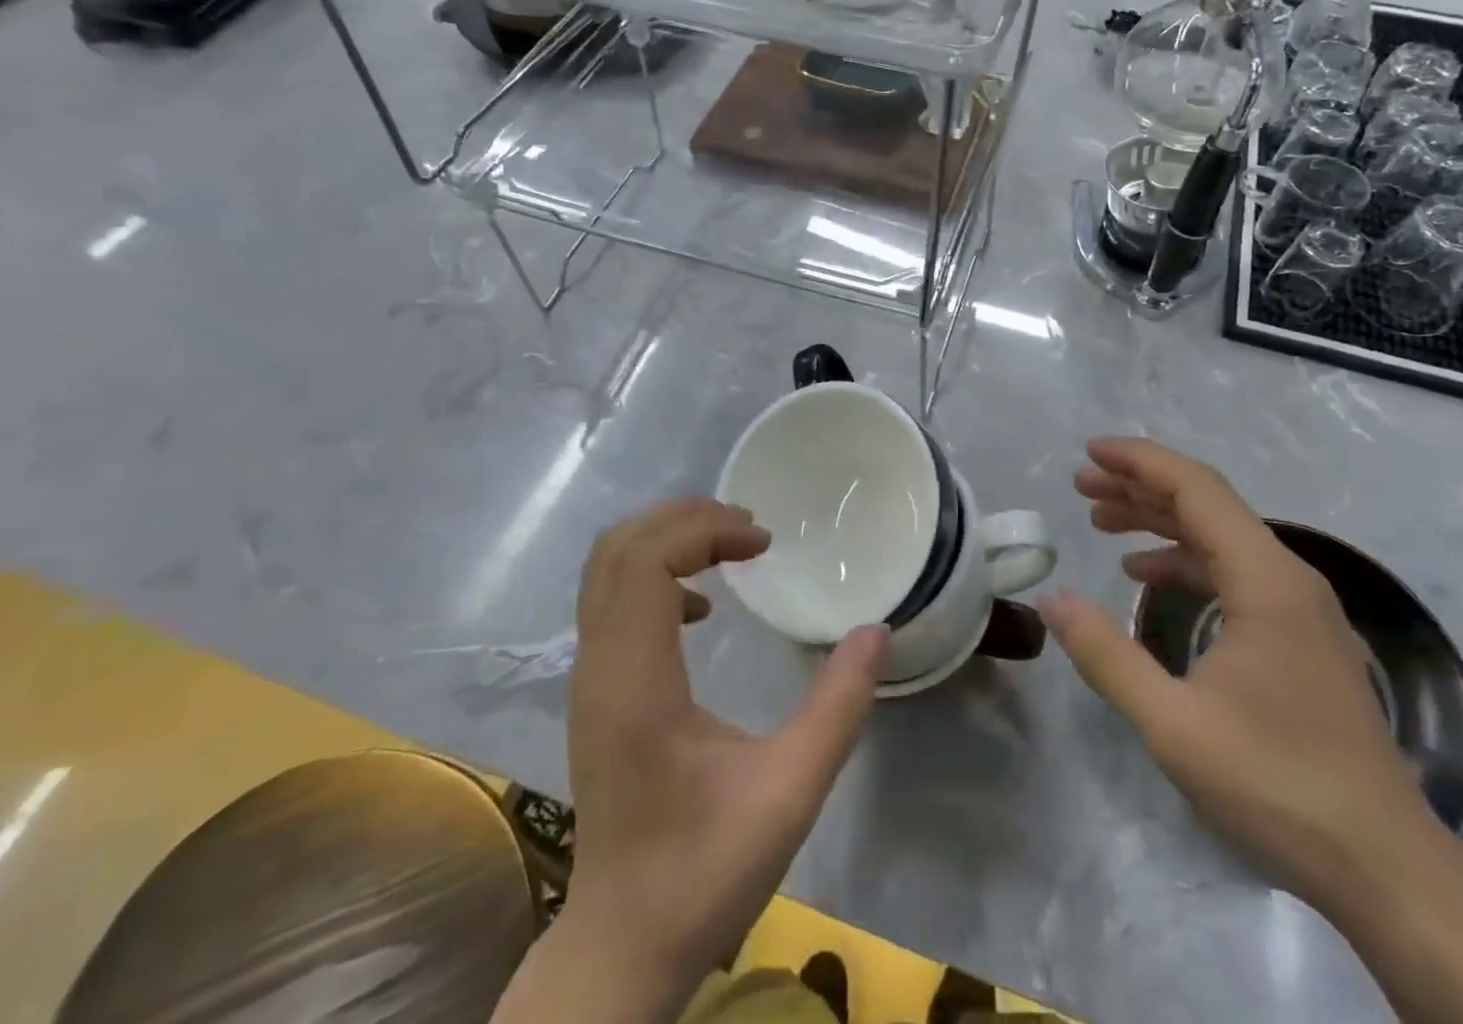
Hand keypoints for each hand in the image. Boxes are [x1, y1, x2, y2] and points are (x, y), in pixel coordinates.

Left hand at [552, 498, 886, 1019]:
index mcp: (636, 682)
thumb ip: (838, 708)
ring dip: (667, 538)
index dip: (705, 530)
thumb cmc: (704, 870)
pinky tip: (701, 604)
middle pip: (620, 548)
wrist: (623, 944)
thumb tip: (875, 631)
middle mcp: (598, 667)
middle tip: (748, 528)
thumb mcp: (790, 792)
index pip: (648, 560)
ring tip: (729, 545)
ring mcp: (587, 678)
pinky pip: (611, 599)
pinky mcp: (593, 691)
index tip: (763, 542)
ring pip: (608, 568)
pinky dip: (653, 572)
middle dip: (685, 518)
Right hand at [1039, 438, 1435, 909]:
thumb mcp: (1174, 724)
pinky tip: (1145, 578)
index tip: (1089, 452)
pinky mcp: (1299, 637)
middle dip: (1140, 487)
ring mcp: (1298, 608)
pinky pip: (1233, 573)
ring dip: (1159, 522)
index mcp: (1265, 580)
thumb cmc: (1278, 784)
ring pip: (1219, 537)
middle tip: (1082, 485)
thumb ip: (1107, 655)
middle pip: (1207, 505)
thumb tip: (1051, 599)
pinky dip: (1184, 561)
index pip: (1196, 490)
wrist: (1387, 867)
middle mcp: (1287, 578)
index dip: (1140, 462)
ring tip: (1102, 521)